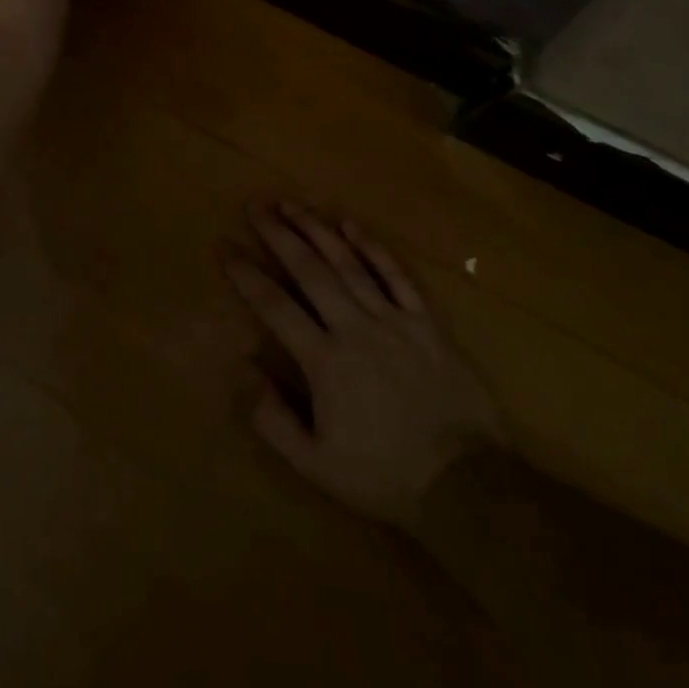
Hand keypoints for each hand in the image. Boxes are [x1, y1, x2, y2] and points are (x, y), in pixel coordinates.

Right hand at [225, 203, 504, 527]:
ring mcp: (393, 319)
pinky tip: (351, 224)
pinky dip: (372, 247)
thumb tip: (244, 369)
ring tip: (292, 204)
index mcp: (324, 361)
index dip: (245, 273)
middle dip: (278, 234)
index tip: (224, 246)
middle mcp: (355, 327)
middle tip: (254, 206)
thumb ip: (273, 419)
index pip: (274, 305)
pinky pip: (395, 275)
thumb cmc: (383, 475)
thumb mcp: (316, 465)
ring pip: (348, 263)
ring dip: (317, 230)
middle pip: (309, 270)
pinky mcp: (425, 320)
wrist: (464, 483)